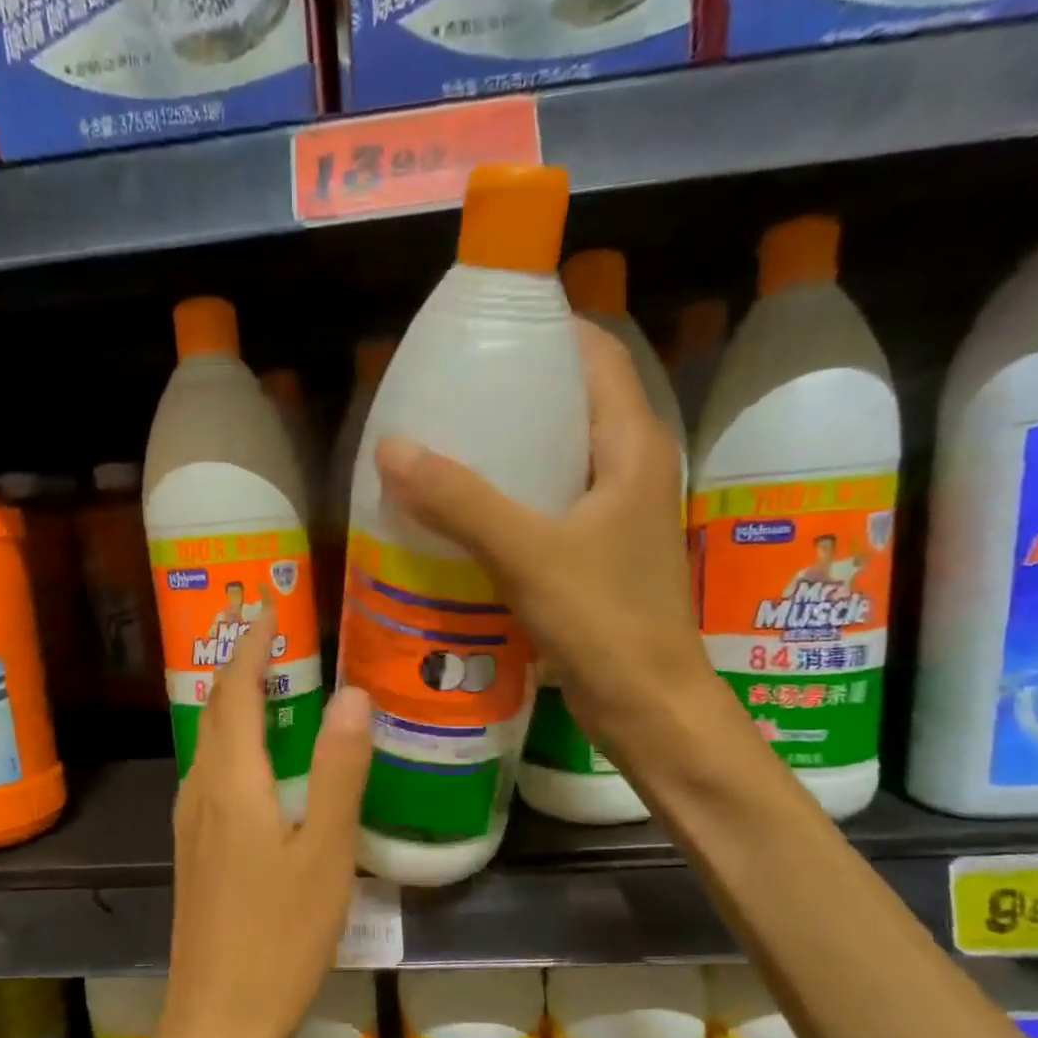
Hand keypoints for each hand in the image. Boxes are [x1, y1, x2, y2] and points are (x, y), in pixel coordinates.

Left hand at [151, 608, 372, 1037]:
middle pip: (216, 711)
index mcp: (231, 783)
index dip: (251, 647)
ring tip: (273, 684)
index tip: (268, 608)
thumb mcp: (325, 854)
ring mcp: (193, 825)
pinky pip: (214, 775)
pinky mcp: (197, 853)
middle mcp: (201, 792)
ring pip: (212, 744)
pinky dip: (238, 745)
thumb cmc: (278, 939)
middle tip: (274, 633)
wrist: (218, 1022)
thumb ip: (339, 772)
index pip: (235, 692)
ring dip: (236, 704)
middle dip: (240, 665)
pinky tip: (265, 764)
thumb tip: (351, 694)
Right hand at [374, 319, 706, 748]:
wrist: (647, 705)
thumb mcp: (529, 554)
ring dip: (505, 456)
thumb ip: (461, 501)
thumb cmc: (605, 622)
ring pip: (555, 463)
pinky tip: (460, 518)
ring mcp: (612, 519)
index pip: (596, 355)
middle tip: (445, 396)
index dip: (545, 332)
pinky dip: (506, 505)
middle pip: (570, 406)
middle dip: (512, 396)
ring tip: (441, 450)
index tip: (482, 333)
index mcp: (633, 446)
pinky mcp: (594, 559)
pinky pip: (545, 511)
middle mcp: (628, 471)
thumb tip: (390, 449)